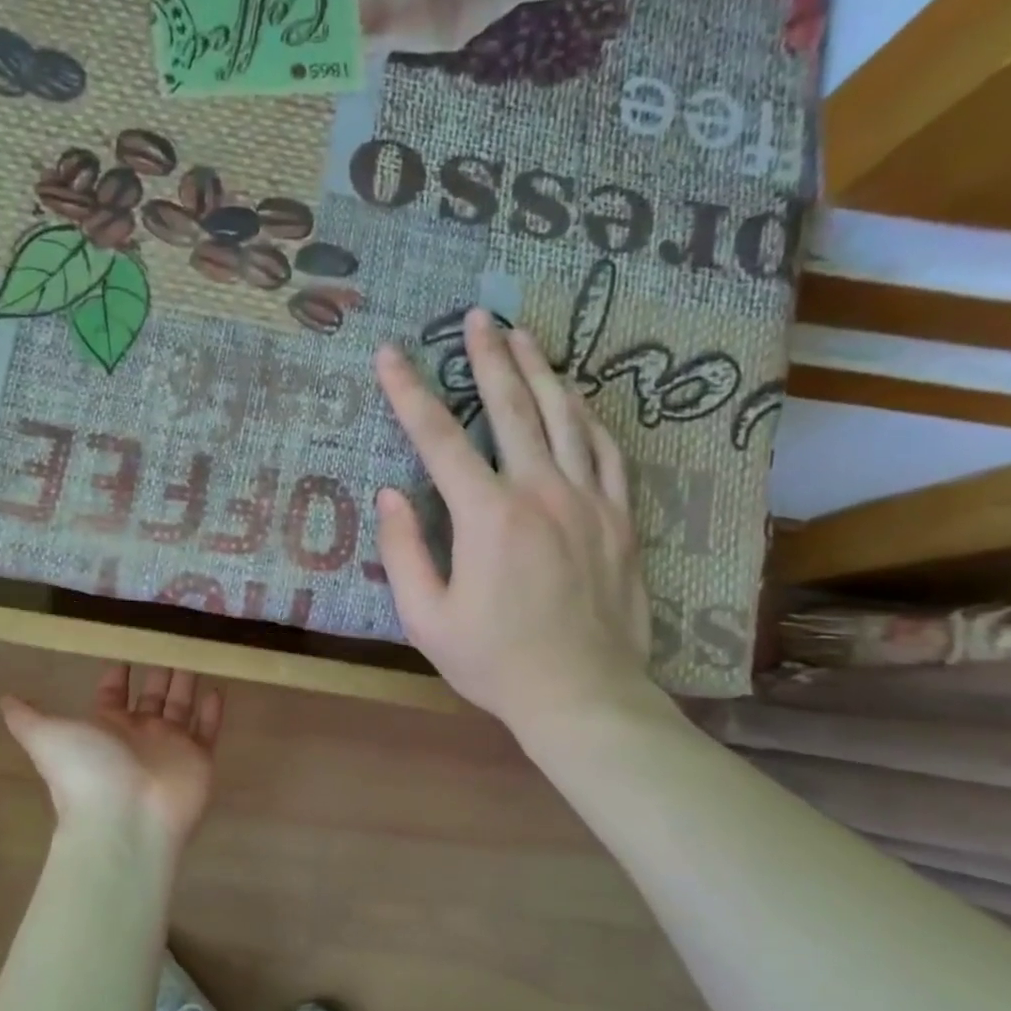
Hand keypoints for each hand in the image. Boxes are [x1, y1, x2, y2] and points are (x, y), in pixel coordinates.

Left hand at [1, 665, 225, 853]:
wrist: (125, 819)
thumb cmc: (87, 772)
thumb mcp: (46, 737)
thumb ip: (27, 717)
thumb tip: (2, 699)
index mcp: (106, 727)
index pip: (113, 693)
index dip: (118, 673)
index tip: (128, 645)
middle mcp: (139, 734)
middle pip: (151, 696)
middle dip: (159, 670)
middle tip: (170, 638)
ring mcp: (171, 746)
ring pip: (181, 707)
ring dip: (186, 682)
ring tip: (195, 651)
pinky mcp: (199, 758)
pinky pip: (209, 729)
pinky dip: (213, 710)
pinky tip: (218, 687)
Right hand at [374, 308, 655, 736]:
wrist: (583, 696)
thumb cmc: (494, 662)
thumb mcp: (425, 618)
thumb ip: (404, 551)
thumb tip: (391, 494)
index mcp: (488, 517)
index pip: (439, 439)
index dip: (409, 392)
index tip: (390, 354)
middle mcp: (541, 492)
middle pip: (511, 408)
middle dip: (488, 357)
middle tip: (477, 315)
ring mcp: (589, 501)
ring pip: (565, 417)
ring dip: (541, 371)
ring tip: (525, 335)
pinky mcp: (620, 518)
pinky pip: (606, 451)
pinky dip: (587, 417)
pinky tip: (577, 398)